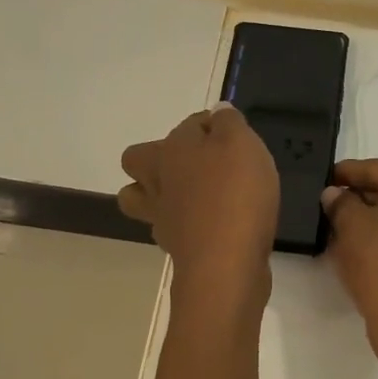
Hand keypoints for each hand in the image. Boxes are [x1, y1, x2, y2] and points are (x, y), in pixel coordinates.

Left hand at [118, 105, 278, 303]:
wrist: (225, 264)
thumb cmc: (234, 194)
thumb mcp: (240, 144)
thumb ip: (229, 123)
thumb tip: (217, 114)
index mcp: (172, 149)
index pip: (188, 124)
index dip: (210, 125)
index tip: (234, 136)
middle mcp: (158, 180)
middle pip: (137, 160)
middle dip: (158, 158)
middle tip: (197, 164)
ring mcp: (161, 216)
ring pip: (140, 199)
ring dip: (158, 194)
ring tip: (193, 196)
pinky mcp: (176, 247)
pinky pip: (170, 228)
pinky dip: (184, 224)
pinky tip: (210, 226)